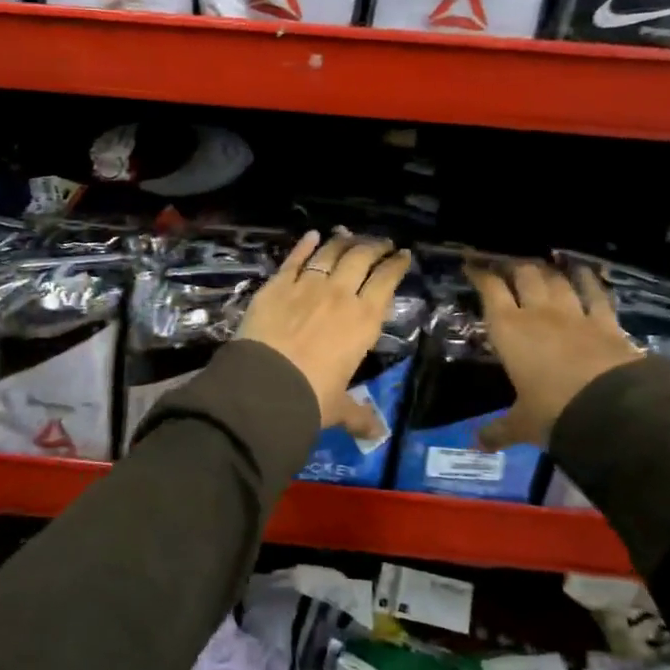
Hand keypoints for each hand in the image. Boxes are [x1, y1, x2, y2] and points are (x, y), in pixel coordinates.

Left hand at [238, 230, 412, 434]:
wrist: (265, 385)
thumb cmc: (311, 398)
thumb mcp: (338, 408)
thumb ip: (358, 416)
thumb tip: (376, 434)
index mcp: (364, 321)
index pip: (386, 282)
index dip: (396, 265)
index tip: (403, 255)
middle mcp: (340, 295)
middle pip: (361, 258)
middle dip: (374, 246)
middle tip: (381, 242)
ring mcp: (307, 285)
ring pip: (330, 253)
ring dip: (343, 241)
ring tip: (349, 235)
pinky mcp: (277, 285)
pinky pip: (294, 259)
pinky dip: (304, 245)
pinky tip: (312, 235)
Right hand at [467, 261, 644, 450]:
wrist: (612, 411)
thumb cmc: (553, 413)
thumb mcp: (522, 425)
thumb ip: (498, 430)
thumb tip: (475, 445)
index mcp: (509, 330)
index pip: (490, 290)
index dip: (480, 274)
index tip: (472, 264)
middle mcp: (539, 314)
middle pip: (524, 275)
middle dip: (514, 266)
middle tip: (507, 264)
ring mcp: (575, 315)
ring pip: (557, 280)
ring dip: (548, 270)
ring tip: (542, 264)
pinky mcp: (607, 323)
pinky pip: (596, 294)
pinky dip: (589, 281)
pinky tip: (586, 272)